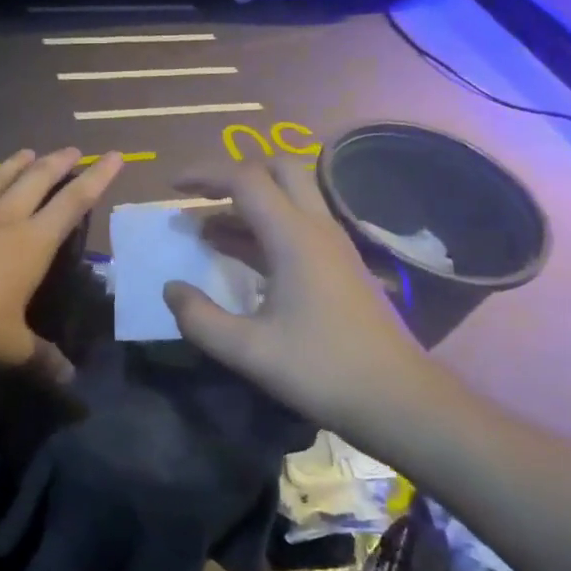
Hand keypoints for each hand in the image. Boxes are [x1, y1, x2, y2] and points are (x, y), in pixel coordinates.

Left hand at [0, 148, 121, 381]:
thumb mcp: (8, 346)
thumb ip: (40, 359)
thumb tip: (69, 381)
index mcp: (31, 242)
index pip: (73, 202)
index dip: (97, 178)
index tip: (113, 155)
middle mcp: (2, 218)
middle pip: (37, 179)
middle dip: (58, 163)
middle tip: (72, 149)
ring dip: (16, 164)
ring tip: (28, 151)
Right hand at [161, 157, 445, 443]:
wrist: (398, 399)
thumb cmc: (322, 370)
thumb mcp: (248, 351)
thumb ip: (199, 318)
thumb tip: (171, 288)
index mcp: (294, 238)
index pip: (246, 180)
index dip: (204, 176)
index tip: (171, 188)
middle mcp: (317, 229)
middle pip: (278, 170)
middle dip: (233, 175)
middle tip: (198, 199)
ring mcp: (333, 246)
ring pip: (289, 198)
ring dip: (247, 204)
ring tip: (204, 230)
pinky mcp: (340, 266)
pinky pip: (297, 226)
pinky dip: (263, 227)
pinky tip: (238, 257)